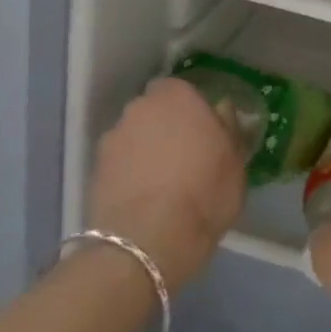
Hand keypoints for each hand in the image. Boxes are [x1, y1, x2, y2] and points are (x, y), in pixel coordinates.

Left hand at [87, 77, 244, 287]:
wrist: (147, 242)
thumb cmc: (204, 193)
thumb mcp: (236, 162)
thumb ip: (229, 129)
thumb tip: (222, 111)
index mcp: (177, 96)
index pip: (181, 89)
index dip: (190, 109)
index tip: (203, 130)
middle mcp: (140, 108)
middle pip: (154, 111)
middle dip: (165, 127)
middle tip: (183, 155)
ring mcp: (113, 139)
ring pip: (134, 137)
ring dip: (144, 150)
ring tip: (160, 183)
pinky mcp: (94, 170)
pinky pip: (119, 164)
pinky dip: (128, 174)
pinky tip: (142, 198)